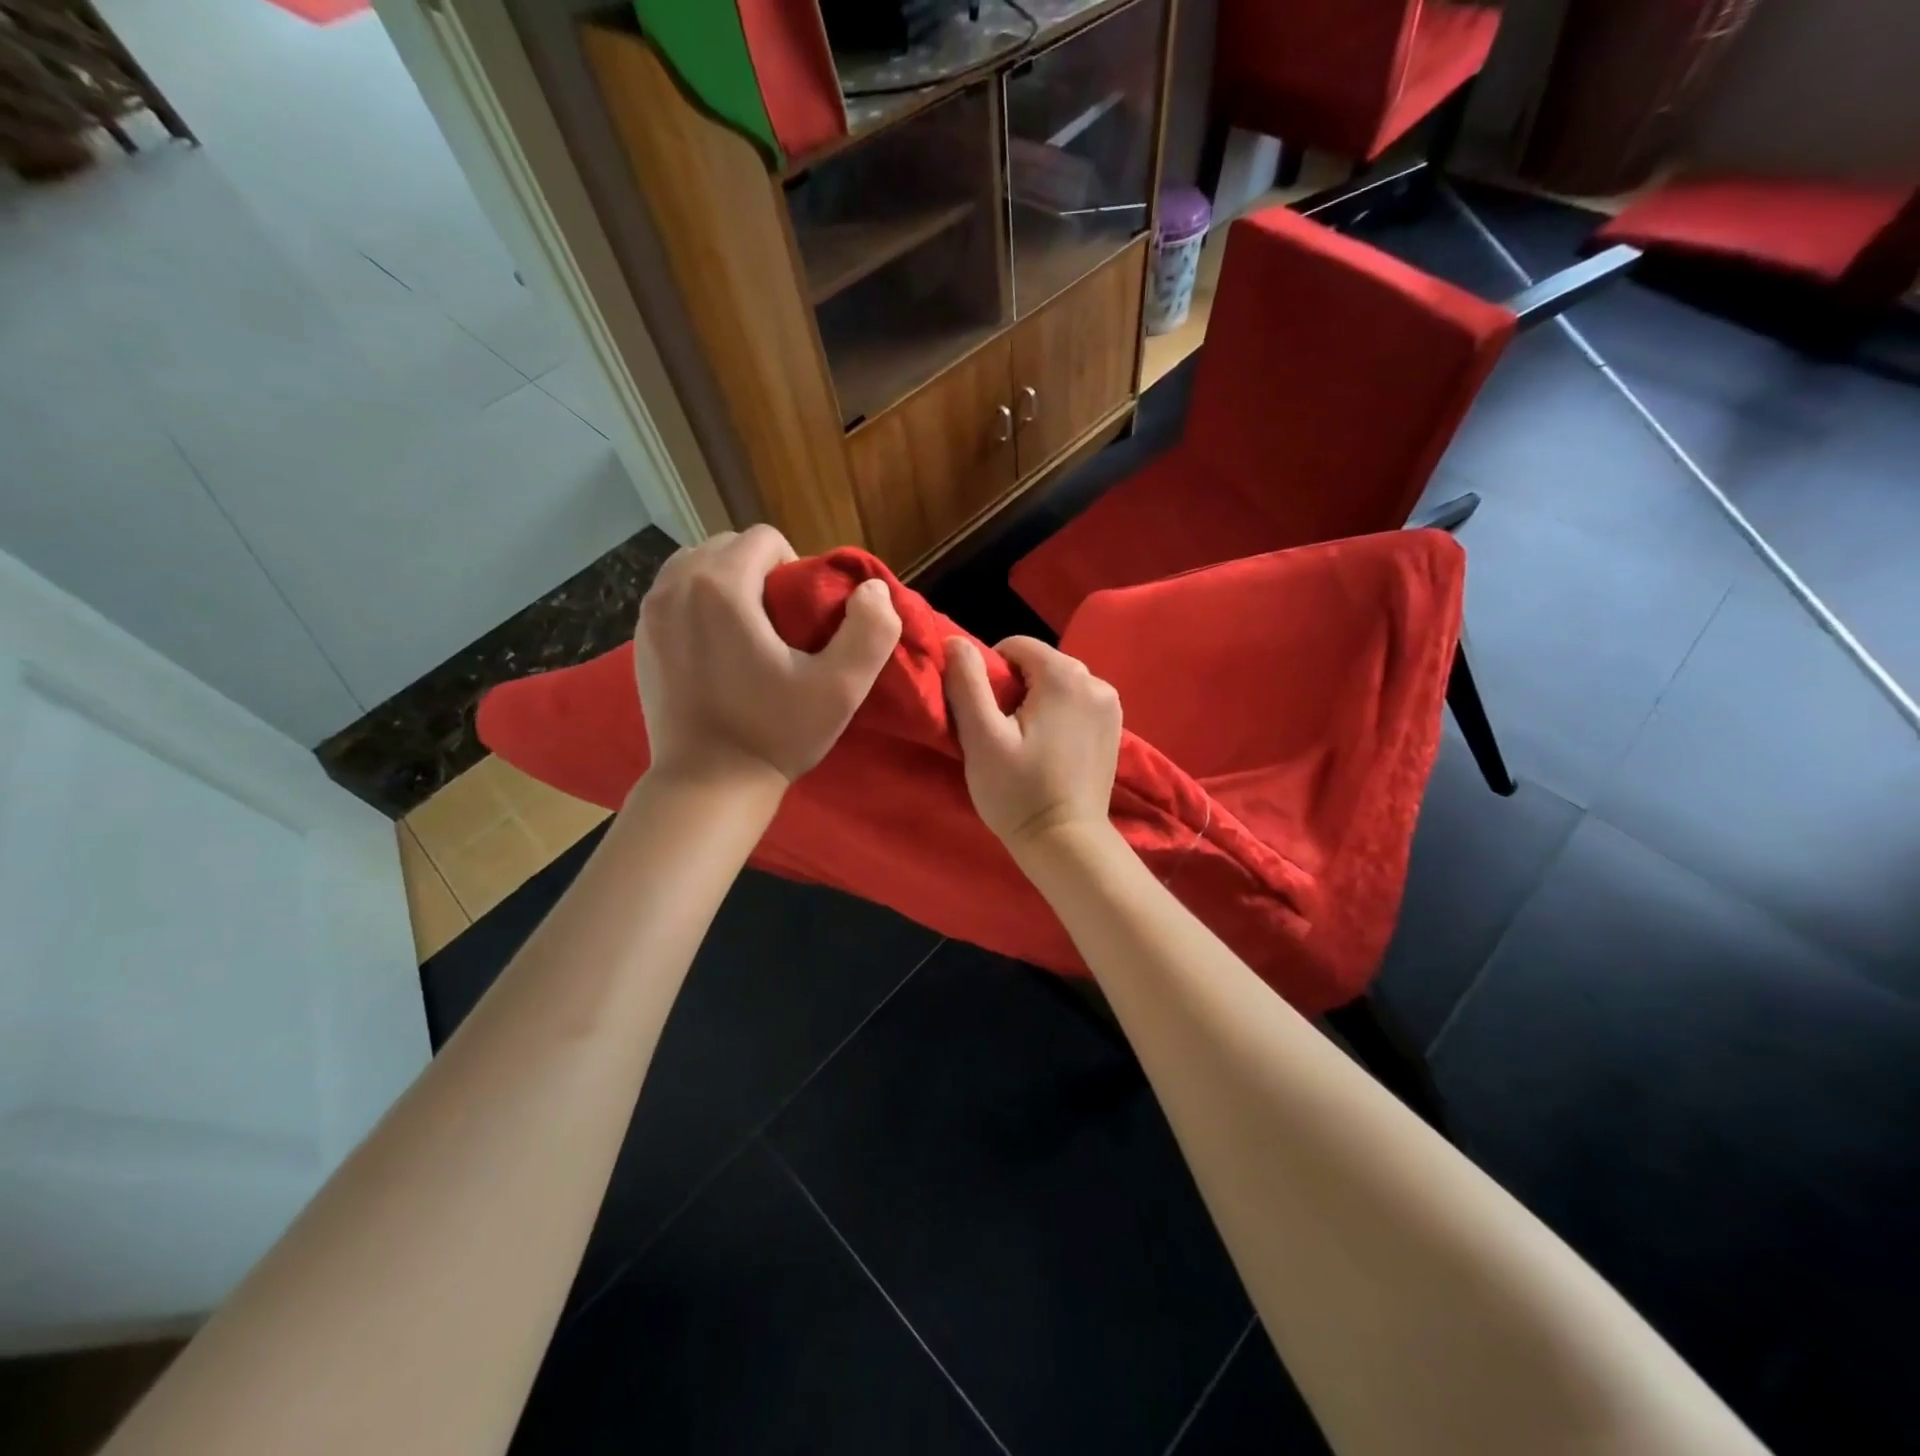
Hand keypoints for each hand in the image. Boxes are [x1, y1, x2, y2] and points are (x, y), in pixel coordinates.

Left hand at [635, 526, 900, 787]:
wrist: (707, 785)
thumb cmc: (775, 734)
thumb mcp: (840, 689)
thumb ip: (870, 631)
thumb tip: (873, 589)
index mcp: (721, 586)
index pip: (765, 538)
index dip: (795, 569)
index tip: (803, 618)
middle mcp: (675, 586)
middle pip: (727, 546)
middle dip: (759, 572)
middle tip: (781, 626)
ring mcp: (649, 613)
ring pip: (696, 567)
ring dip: (727, 584)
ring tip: (749, 632)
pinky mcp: (640, 639)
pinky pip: (674, 596)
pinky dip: (699, 606)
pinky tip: (718, 650)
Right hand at [943, 635, 1121, 851]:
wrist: (1066, 842)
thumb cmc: (1018, 792)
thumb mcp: (981, 738)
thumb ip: (967, 683)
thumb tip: (955, 641)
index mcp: (1065, 676)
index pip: (1016, 646)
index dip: (990, 672)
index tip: (984, 712)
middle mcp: (1095, 681)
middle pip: (1039, 664)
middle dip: (1015, 687)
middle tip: (1001, 732)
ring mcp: (1111, 704)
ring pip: (1058, 683)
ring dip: (1036, 701)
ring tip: (1024, 743)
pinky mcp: (1114, 727)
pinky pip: (1076, 703)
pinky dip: (1058, 715)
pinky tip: (1048, 749)